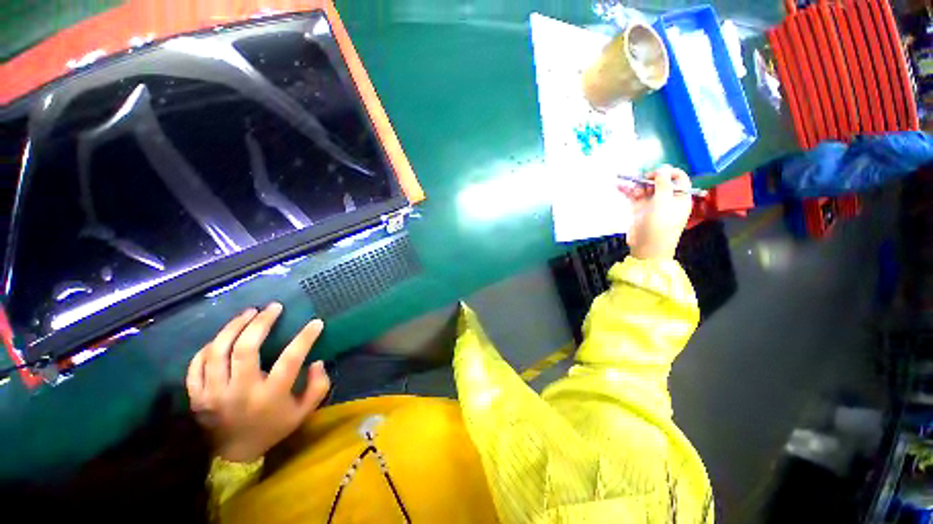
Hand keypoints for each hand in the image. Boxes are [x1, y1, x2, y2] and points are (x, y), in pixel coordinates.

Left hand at [187, 303, 330, 462]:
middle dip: (261, 322)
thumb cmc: (274, 428)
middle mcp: (240, 392)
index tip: (315, 322)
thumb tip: (317, 361)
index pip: (290, 360)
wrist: (234, 454)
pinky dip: (209, 346)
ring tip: (248, 312)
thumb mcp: (304, 411)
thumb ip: (318, 386)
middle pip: (245, 349)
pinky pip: (197, 364)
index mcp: (270, 396)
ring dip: (234, 327)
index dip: (304, 338)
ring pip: (217, 351)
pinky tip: (223, 337)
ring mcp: (213, 394)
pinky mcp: (196, 396)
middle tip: (273, 307)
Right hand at [620, 166, 693, 259]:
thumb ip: (663, 183)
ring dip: (634, 185)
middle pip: (659, 183)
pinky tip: (619, 187)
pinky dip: (627, 192)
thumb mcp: (664, 202)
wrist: (647, 248)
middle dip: (647, 179)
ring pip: (644, 189)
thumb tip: (662, 168)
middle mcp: (667, 199)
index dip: (667, 172)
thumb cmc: (660, 225)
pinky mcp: (639, 211)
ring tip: (624, 182)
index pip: (678, 178)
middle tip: (637, 180)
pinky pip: (634, 197)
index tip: (654, 174)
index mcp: (680, 197)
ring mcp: (652, 205)